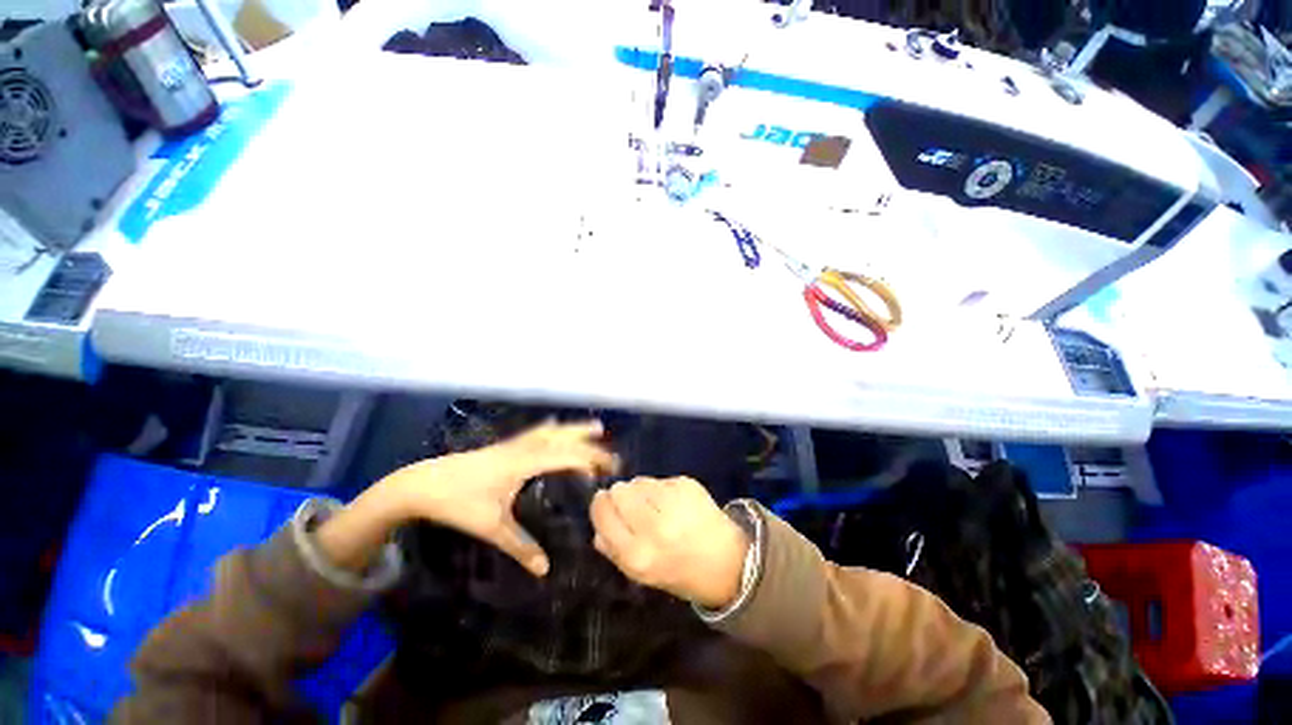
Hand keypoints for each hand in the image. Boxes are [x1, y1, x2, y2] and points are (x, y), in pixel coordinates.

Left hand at [384, 419, 617, 576]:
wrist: (421, 484)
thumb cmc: (458, 503)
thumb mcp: (491, 527)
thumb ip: (520, 547)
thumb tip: (545, 569)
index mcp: (525, 463)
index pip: (568, 455)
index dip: (592, 459)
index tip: (611, 469)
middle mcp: (525, 447)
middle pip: (565, 438)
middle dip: (591, 443)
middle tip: (611, 453)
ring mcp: (515, 443)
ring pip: (553, 431)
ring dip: (575, 429)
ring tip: (595, 427)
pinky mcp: (506, 445)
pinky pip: (538, 432)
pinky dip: (555, 429)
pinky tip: (556, 427)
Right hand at [590, 477, 749, 609]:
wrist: (727, 562)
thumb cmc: (680, 572)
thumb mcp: (641, 574)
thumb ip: (614, 551)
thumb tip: (597, 529)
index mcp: (637, 555)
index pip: (603, 513)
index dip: (601, 504)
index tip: (605, 502)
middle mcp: (654, 527)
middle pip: (620, 490)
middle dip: (622, 495)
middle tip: (634, 505)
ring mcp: (673, 503)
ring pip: (639, 481)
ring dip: (642, 490)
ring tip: (657, 506)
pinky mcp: (688, 486)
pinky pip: (661, 479)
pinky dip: (663, 489)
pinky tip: (675, 503)